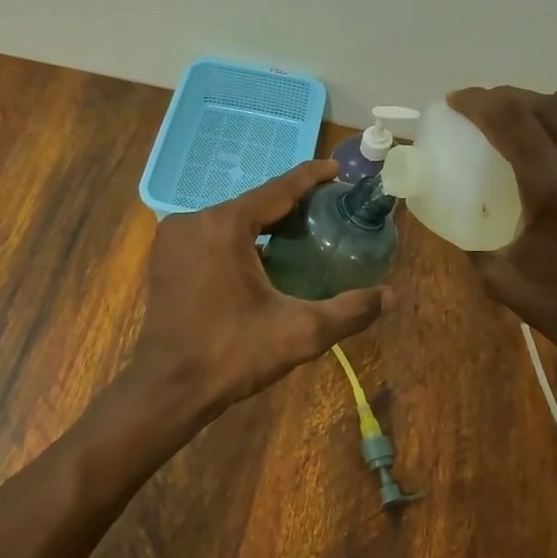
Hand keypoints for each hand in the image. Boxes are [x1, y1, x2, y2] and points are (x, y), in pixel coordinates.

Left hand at [125, 160, 389, 418]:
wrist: (169, 388)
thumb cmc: (232, 354)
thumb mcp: (299, 332)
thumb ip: (349, 311)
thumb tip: (391, 296)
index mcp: (224, 225)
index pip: (277, 190)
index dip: (310, 177)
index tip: (337, 169)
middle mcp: (193, 220)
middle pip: (252, 204)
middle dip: (289, 206)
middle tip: (326, 211)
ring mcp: (173, 238)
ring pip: (229, 221)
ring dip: (262, 225)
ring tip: (300, 233)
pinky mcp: (164, 258)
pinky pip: (209, 237)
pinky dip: (237, 241)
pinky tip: (260, 258)